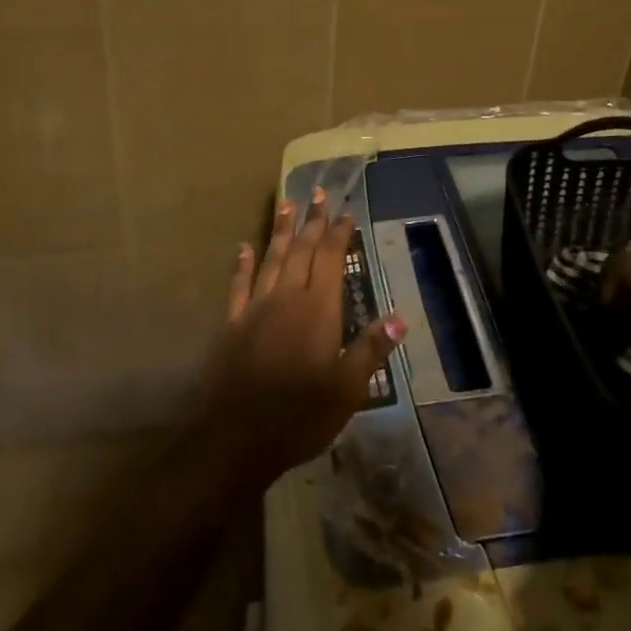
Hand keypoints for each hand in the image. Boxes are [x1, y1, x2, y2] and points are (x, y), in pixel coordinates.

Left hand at [199, 191, 405, 487]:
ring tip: (286, 204)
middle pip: (301, 250)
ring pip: (271, 258)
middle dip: (311, 221)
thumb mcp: (347, 389)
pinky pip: (238, 284)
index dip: (337, 233)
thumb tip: (399, 317)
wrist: (236, 437)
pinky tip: (244, 247)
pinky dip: (243, 263)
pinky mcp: (231, 323)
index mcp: (318, 309)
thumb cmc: (300, 416)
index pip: (329, 259)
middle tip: (317, 192)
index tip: (344, 212)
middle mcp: (286, 298)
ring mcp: (255, 307)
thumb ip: (370, 349)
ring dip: (280, 231)